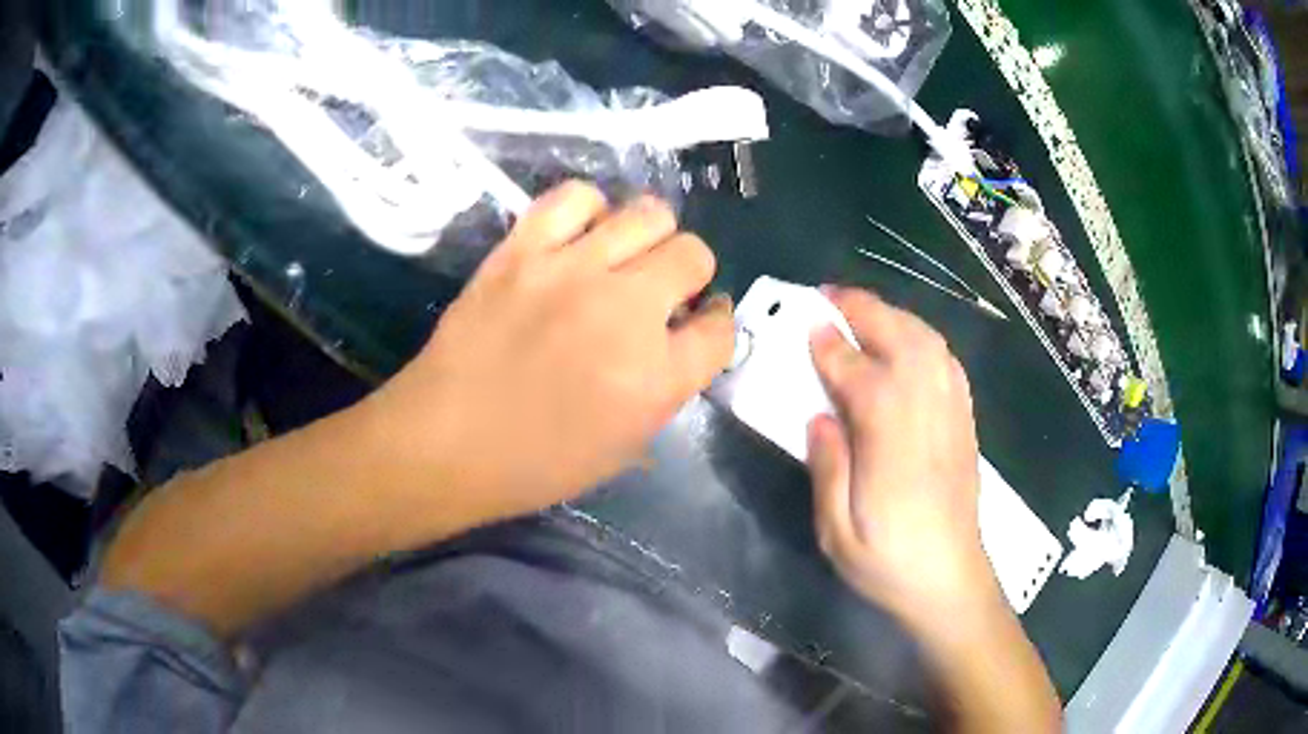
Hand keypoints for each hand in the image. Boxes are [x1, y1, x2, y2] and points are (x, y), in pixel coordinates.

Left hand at [372, 181, 733, 522]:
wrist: (445, 443)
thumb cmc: (534, 464)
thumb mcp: (623, 446)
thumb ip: (666, 387)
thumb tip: (680, 336)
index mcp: (657, 377)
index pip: (721, 327)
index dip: (714, 323)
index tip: (698, 324)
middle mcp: (626, 312)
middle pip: (694, 254)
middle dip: (689, 275)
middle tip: (659, 292)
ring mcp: (572, 271)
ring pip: (649, 214)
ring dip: (650, 237)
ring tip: (623, 258)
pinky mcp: (522, 249)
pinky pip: (575, 197)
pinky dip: (588, 211)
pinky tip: (579, 236)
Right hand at [806, 287, 999, 621]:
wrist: (951, 582)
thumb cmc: (887, 564)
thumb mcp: (837, 532)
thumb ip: (827, 468)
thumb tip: (819, 416)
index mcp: (890, 440)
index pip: (858, 374)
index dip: (831, 347)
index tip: (809, 327)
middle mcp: (926, 413)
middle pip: (900, 340)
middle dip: (864, 310)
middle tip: (831, 296)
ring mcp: (952, 414)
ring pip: (928, 344)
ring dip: (895, 316)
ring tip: (865, 311)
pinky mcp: (965, 422)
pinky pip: (948, 364)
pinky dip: (925, 339)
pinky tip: (910, 343)